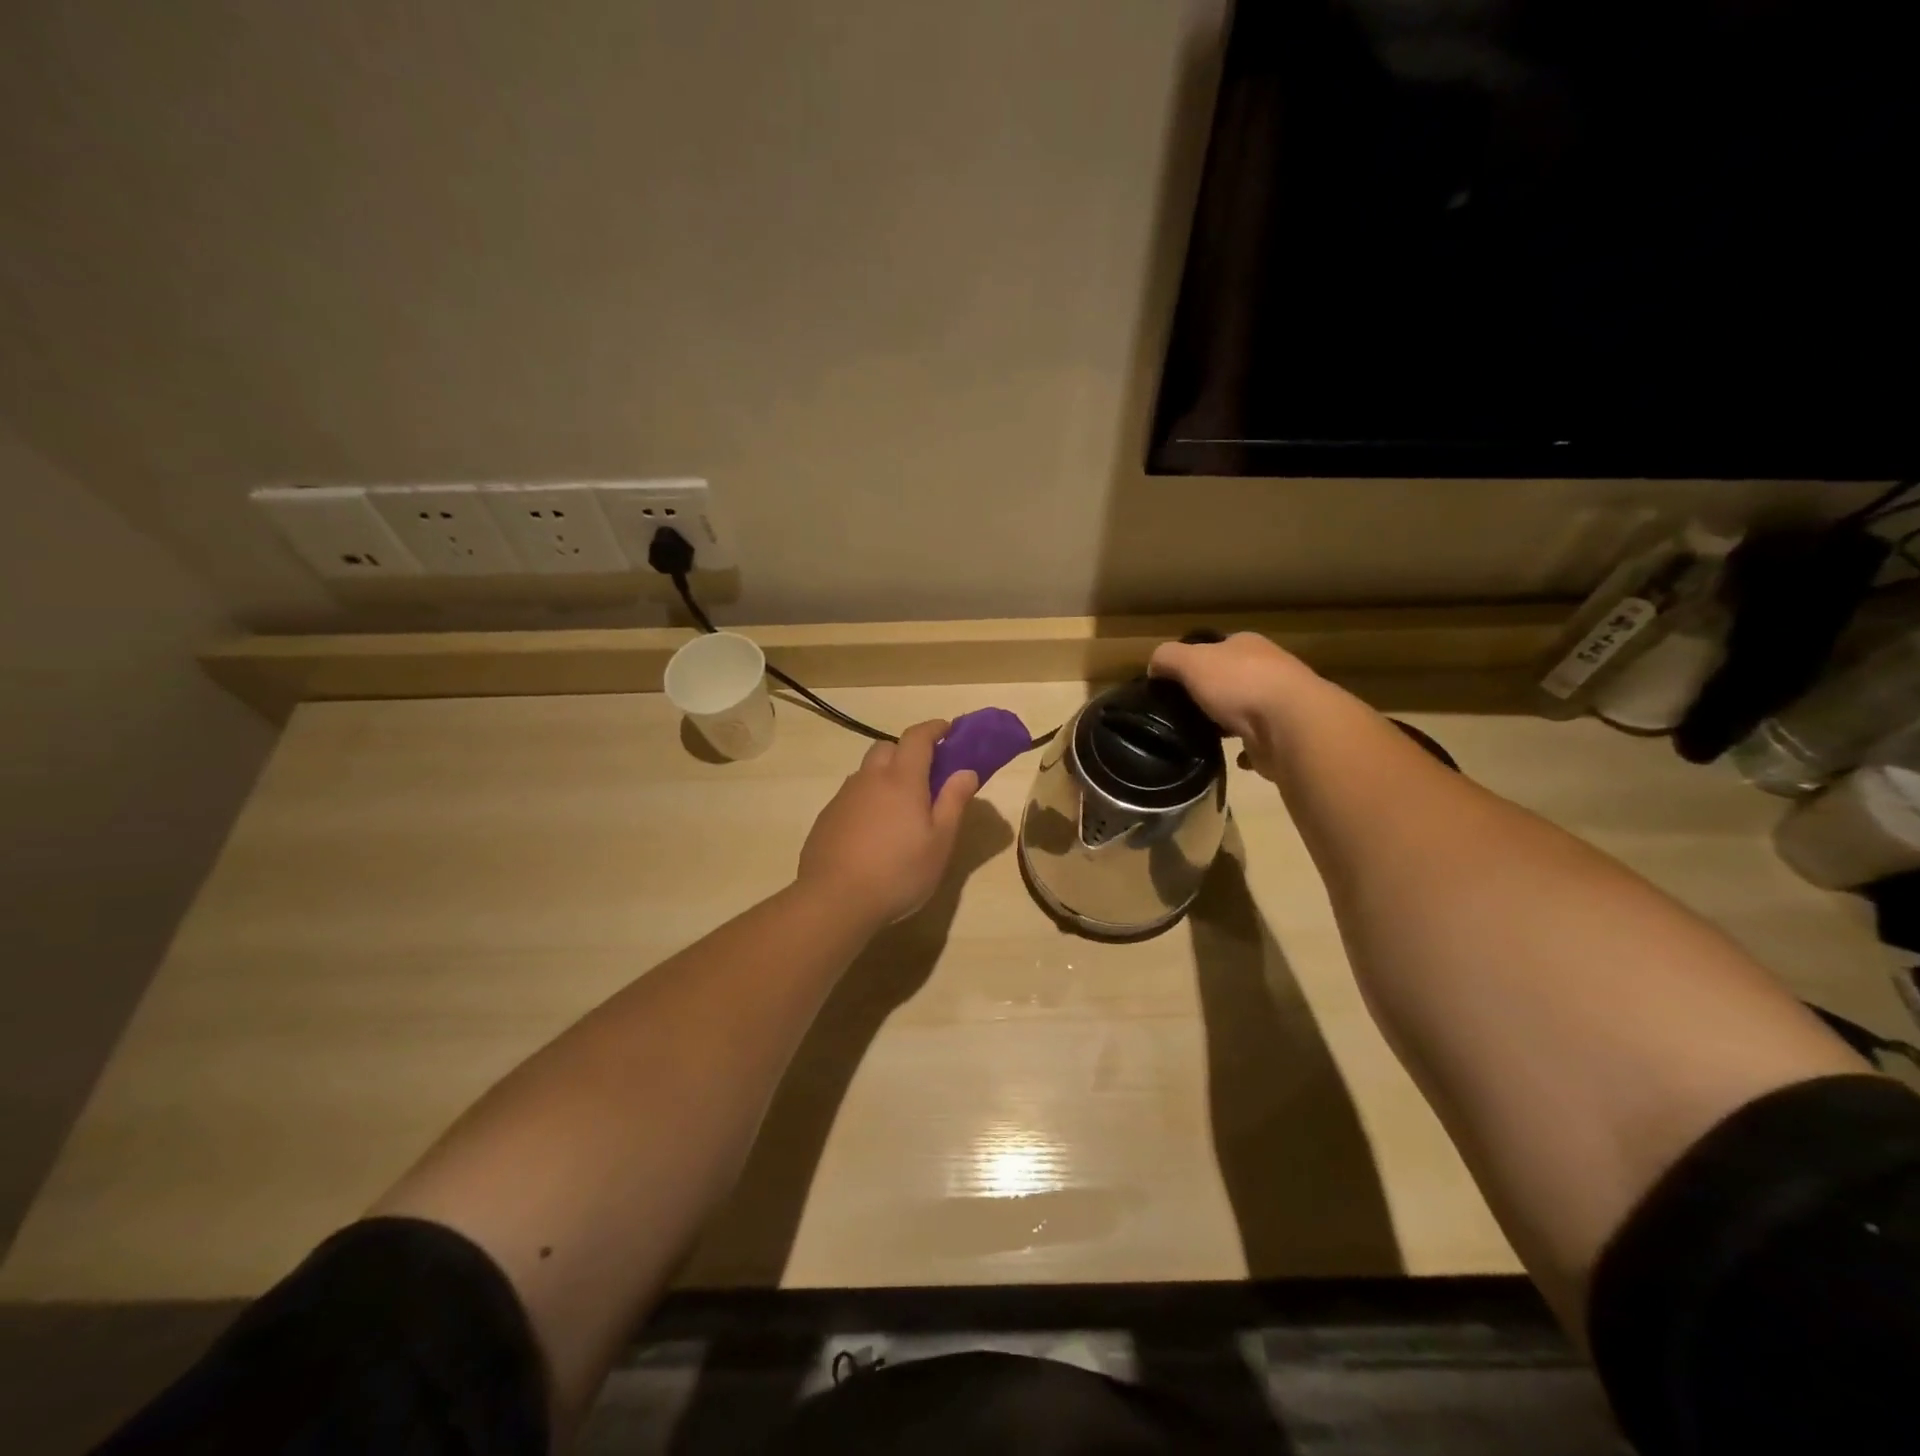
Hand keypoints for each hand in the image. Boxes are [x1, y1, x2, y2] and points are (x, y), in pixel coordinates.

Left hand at [798, 719, 978, 925]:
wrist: (835, 900)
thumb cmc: (899, 872)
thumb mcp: (940, 842)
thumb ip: (954, 801)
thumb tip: (966, 771)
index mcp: (902, 779)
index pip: (917, 737)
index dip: (934, 729)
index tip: (948, 729)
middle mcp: (869, 778)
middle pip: (887, 748)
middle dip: (907, 751)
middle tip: (925, 774)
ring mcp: (843, 797)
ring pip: (867, 772)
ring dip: (885, 776)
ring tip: (899, 808)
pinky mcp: (826, 818)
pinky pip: (852, 796)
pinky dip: (867, 800)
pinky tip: (873, 832)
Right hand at [1148, 632, 1325, 778]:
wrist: (1291, 725)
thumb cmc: (1239, 684)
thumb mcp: (1190, 661)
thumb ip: (1167, 658)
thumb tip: (1154, 668)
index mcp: (1247, 645)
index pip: (1217, 647)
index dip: (1195, 661)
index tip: (1175, 683)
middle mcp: (1269, 668)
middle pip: (1232, 678)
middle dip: (1211, 693)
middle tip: (1184, 711)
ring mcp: (1280, 703)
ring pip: (1245, 710)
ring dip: (1227, 722)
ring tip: (1202, 735)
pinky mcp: (1285, 735)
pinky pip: (1258, 741)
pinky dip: (1244, 750)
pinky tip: (1230, 757)